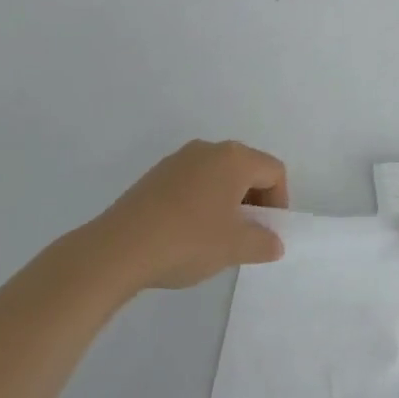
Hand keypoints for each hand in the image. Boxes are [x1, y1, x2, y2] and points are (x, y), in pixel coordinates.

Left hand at [93, 140, 288, 289]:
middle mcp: (208, 149)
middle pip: (247, 168)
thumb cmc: (188, 240)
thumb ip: (263, 243)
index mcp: (234, 158)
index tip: (268, 232)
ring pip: (218, 175)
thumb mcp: (234, 247)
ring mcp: (179, 159)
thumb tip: (274, 242)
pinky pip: (193, 181)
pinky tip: (188, 233)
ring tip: (217, 237)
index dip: (279, 202)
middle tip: (247, 236)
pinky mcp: (156, 175)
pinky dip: (202, 201)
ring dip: (227, 201)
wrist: (119, 248)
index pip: (274, 171)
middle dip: (254, 201)